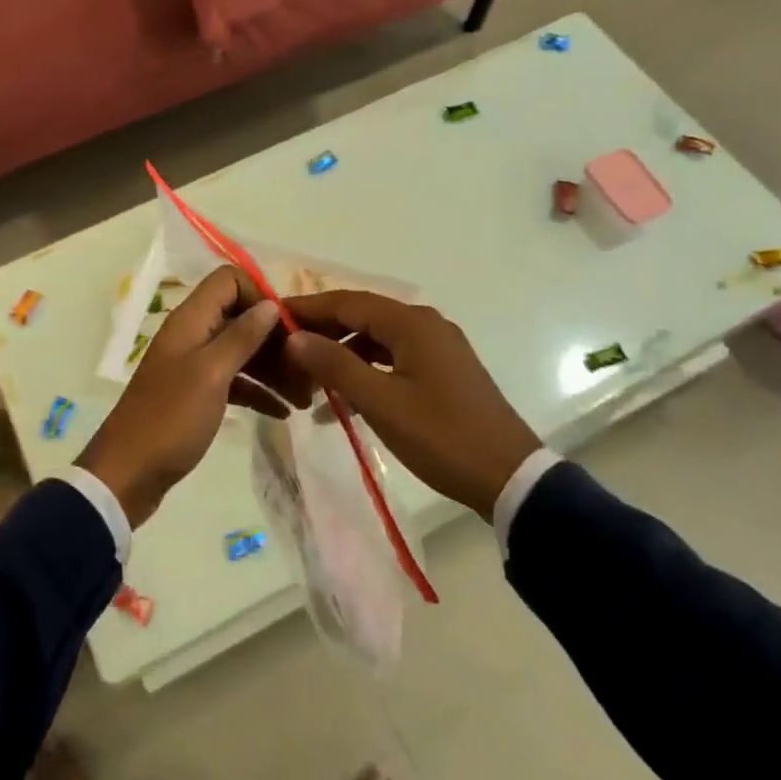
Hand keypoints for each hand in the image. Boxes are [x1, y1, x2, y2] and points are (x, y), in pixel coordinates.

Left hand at [76, 267, 309, 526]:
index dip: (260, 295)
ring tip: (305, 396)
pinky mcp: (197, 395)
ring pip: (241, 352)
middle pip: (240, 317)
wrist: (128, 474)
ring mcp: (194, 365)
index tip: (288, 327)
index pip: (229, 281)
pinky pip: (235, 381)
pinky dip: (258, 391)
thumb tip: (270, 304)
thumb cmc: (171, 417)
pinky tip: (283, 412)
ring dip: (273, 368)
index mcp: (191, 320)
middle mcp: (193, 335)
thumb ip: (241, 336)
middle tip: (308, 369)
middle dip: (275, 338)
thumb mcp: (211, 373)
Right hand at [282, 291, 538, 521]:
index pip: (347, 302)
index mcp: (411, 323)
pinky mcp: (443, 371)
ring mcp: (437, 347)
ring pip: (377, 340)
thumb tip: (294, 337)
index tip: (272, 315)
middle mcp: (425, 324)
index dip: (307, 308)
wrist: (509, 477)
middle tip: (283, 349)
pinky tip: (342, 400)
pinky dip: (366, 372)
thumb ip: (335, 365)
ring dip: (342, 356)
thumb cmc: (441, 436)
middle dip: (322, 332)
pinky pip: (393, 359)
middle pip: (362, 317)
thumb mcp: (381, 403)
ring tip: (307, 380)